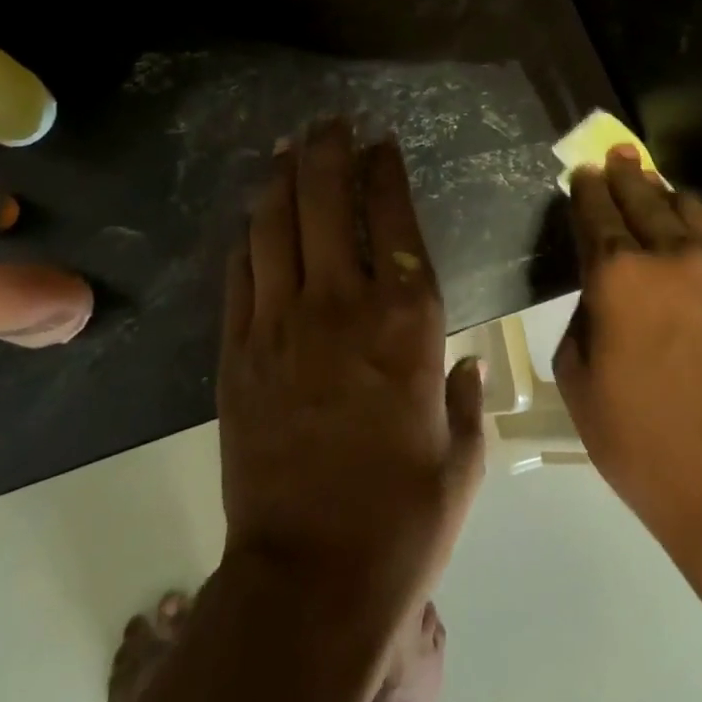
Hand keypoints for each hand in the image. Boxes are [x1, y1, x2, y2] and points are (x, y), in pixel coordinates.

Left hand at [218, 118, 485, 602]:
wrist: (310, 579)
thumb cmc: (405, 519)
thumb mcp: (463, 456)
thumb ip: (464, 397)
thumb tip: (463, 367)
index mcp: (408, 322)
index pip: (396, 219)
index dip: (386, 170)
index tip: (380, 141)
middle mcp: (343, 305)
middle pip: (328, 202)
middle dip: (329, 151)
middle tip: (328, 122)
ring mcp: (281, 324)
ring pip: (276, 227)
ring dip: (282, 180)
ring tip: (287, 148)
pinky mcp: (237, 352)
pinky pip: (240, 275)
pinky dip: (247, 238)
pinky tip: (252, 219)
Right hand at [555, 147, 701, 547]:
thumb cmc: (637, 439)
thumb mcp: (577, 378)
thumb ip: (583, 318)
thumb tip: (600, 295)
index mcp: (617, 275)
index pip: (596, 213)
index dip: (586, 189)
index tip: (581, 173)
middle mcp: (669, 256)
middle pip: (642, 196)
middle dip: (623, 173)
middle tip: (615, 157)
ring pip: (687, 206)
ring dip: (663, 193)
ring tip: (651, 189)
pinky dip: (695, 222)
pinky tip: (687, 232)